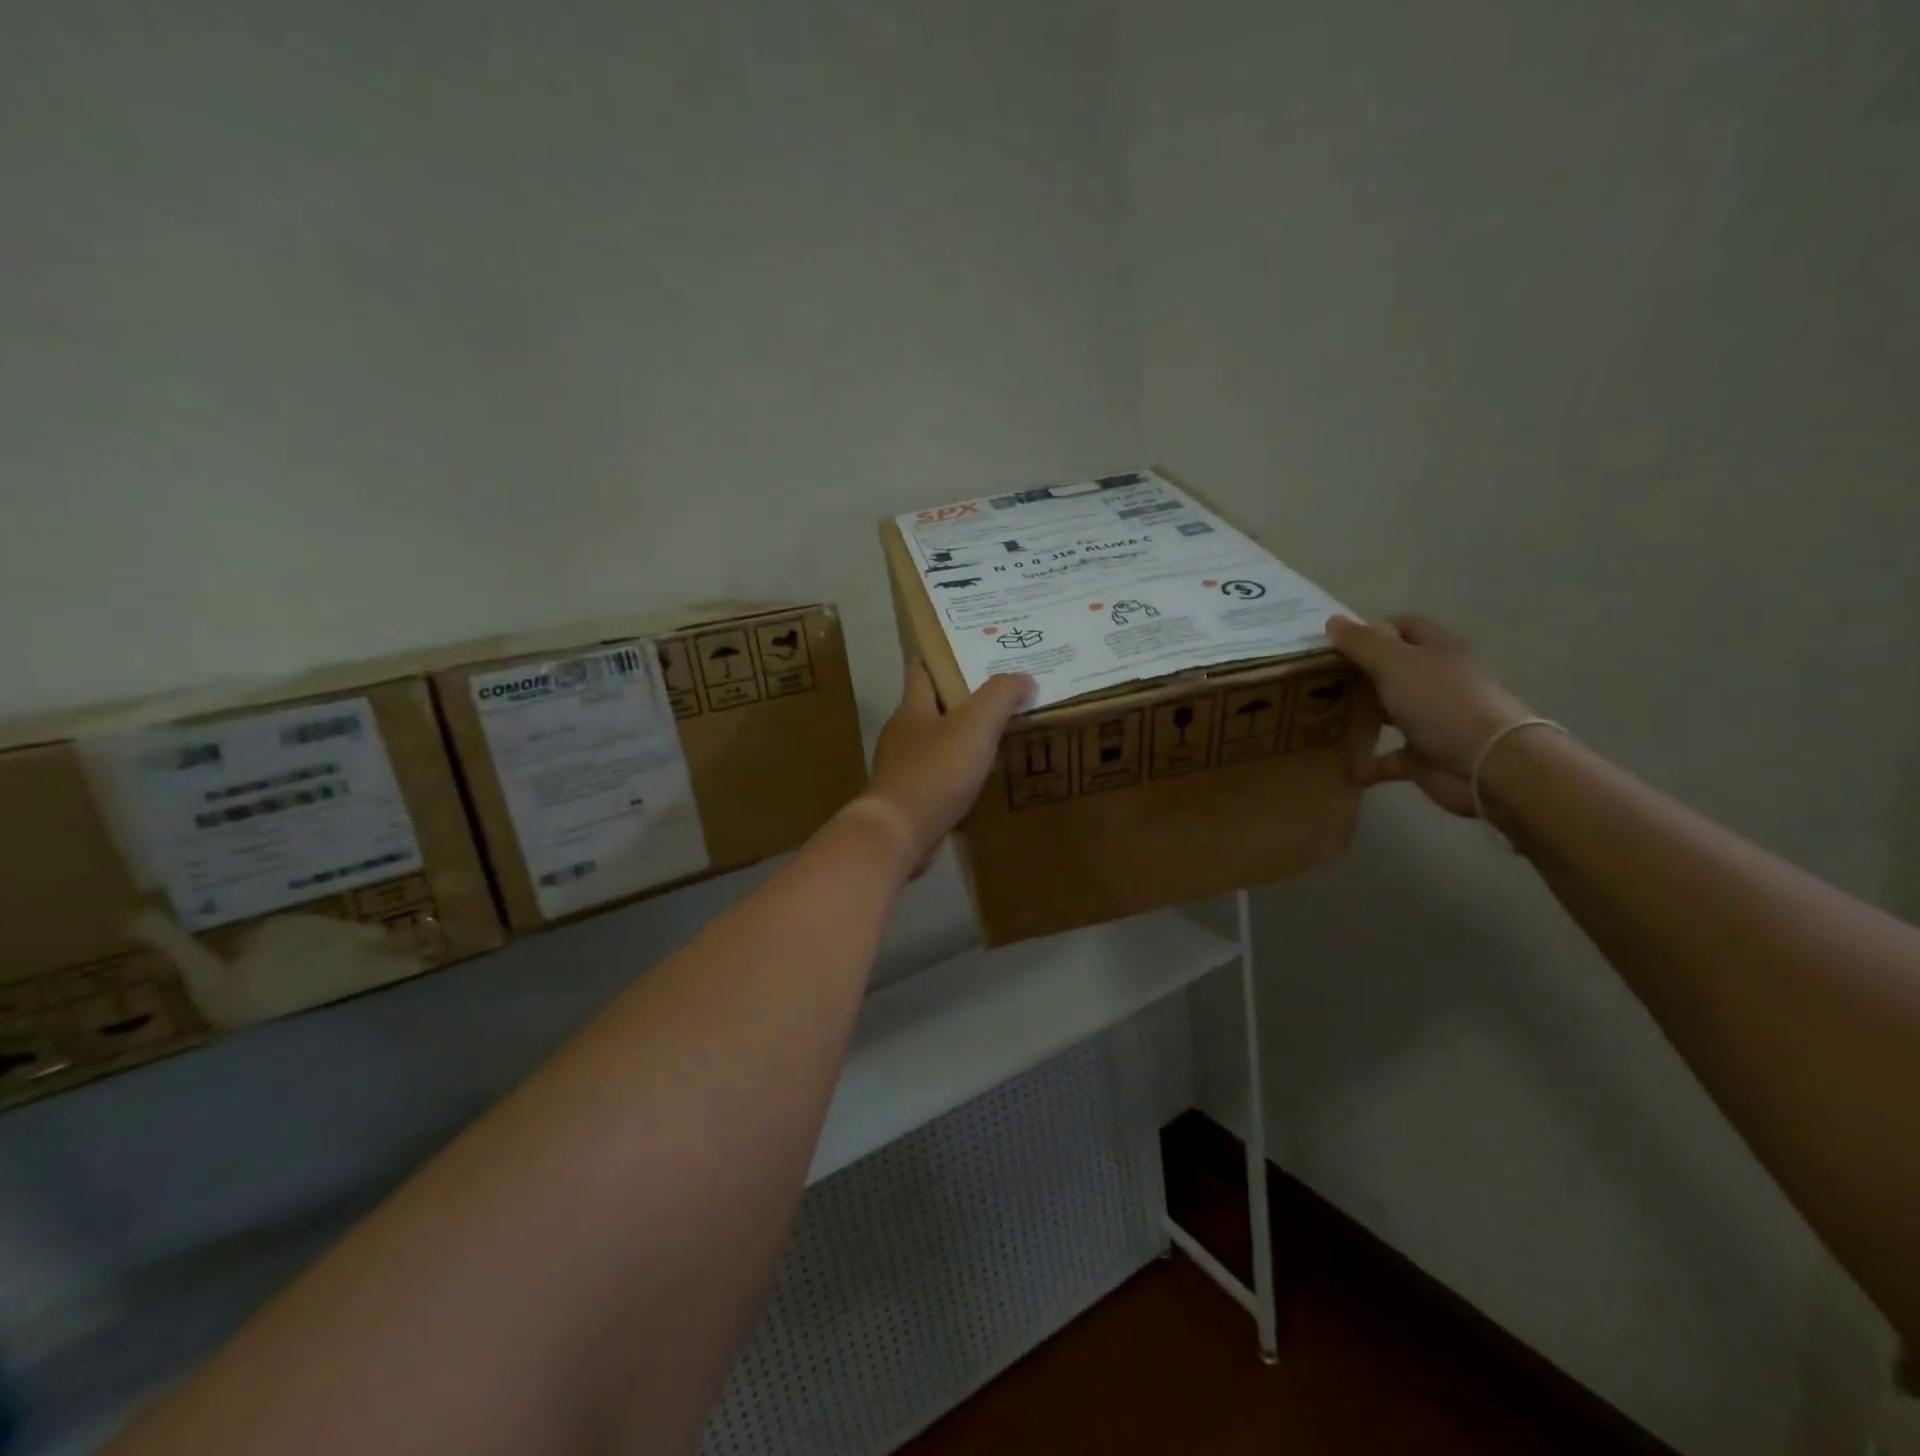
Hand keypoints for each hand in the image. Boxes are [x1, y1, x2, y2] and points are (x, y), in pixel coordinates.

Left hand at [856, 663, 1034, 872]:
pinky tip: (982, 777)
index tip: (966, 648)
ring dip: (963, 737)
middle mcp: (903, 734)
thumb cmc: (935, 770)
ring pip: (937, 743)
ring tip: (998, 734)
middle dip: (961, 698)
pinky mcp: (910, 799)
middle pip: (932, 706)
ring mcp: (903, 768)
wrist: (899, 833)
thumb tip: (1024, 678)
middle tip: (998, 692)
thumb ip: (1001, 696)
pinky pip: (940, 775)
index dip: (940, 656)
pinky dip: (960, 771)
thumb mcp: (975, 724)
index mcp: (912, 708)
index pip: (921, 670)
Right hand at [1326, 615, 1531, 816]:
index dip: (1373, 630)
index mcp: (1437, 651)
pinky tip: (1344, 767)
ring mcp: (1434, 720)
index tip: (1336, 643)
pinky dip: (1369, 764)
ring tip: (1323, 719)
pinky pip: (1391, 759)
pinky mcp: (1427, 757)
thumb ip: (1362, 643)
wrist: (1487, 764)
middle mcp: (1438, 681)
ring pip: (1392, 713)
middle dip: (1360, 674)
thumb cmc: (1441, 702)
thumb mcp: (1394, 663)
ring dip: (1362, 717)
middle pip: (1395, 670)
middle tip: (1319, 680)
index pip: (1405, 628)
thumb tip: (1333, 621)